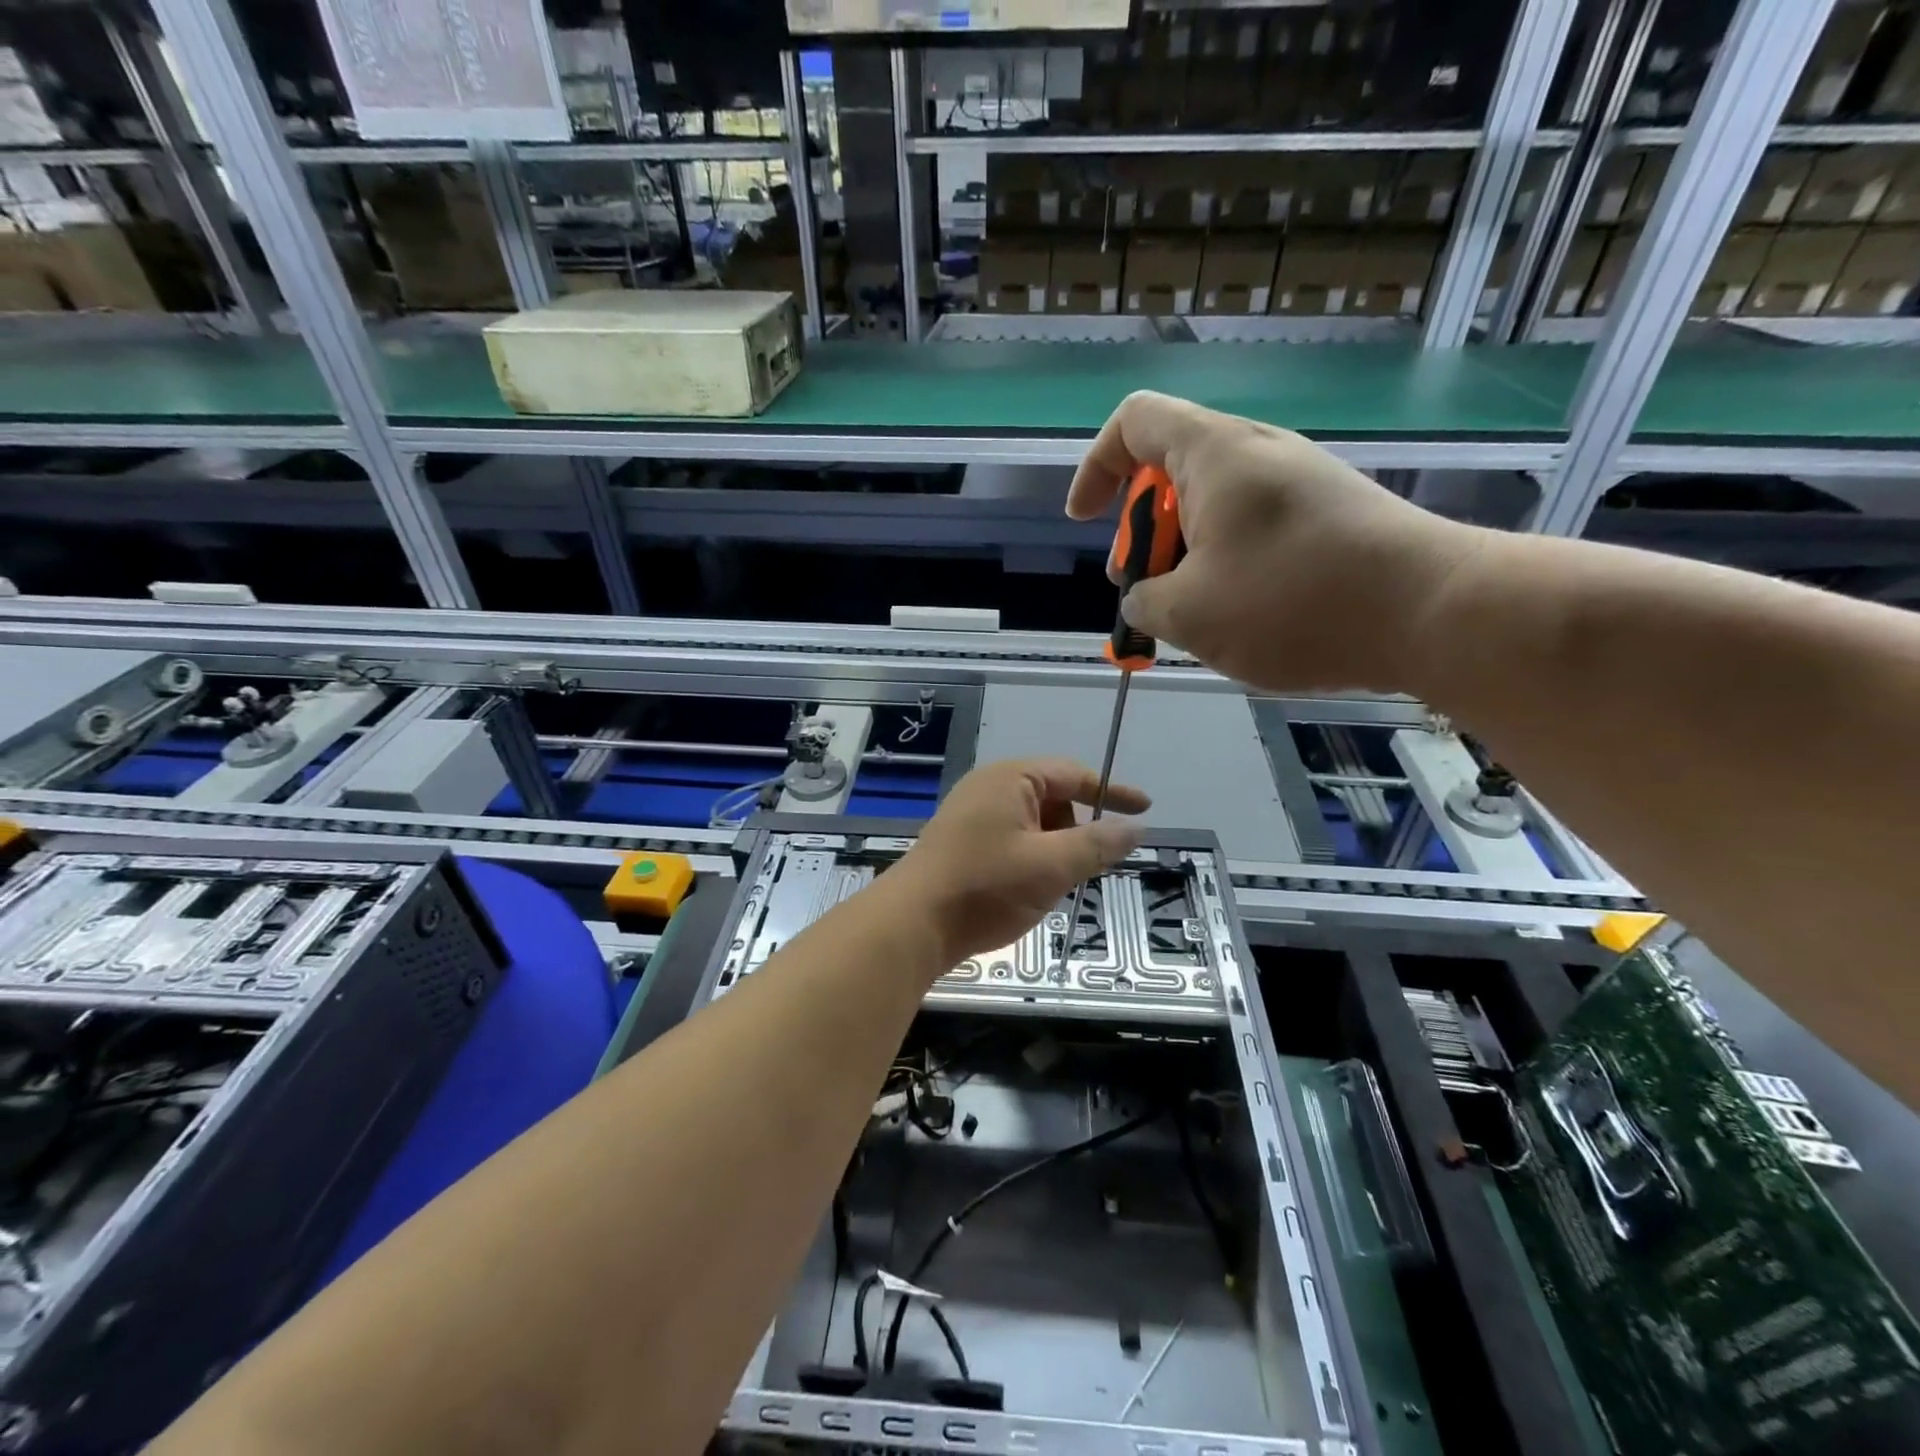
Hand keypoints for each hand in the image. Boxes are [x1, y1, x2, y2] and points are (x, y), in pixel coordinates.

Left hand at [890, 758, 1148, 965]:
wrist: (912, 924)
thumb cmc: (985, 886)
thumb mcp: (1051, 866)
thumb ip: (1097, 845)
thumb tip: (1135, 828)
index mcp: (1011, 778)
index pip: (1074, 775)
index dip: (1113, 792)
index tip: (1145, 809)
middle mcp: (988, 787)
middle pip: (1053, 799)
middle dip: (1077, 830)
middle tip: (1085, 867)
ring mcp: (970, 815)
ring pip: (1032, 824)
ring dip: (1053, 849)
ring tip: (1051, 886)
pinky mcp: (960, 843)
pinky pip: (1010, 840)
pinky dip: (1030, 859)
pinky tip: (1025, 891)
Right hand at [1066, 390, 1485, 693]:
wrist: (1433, 612)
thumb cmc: (1292, 602)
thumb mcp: (1189, 614)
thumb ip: (1143, 601)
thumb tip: (1144, 596)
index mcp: (1213, 454)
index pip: (1134, 421)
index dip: (1096, 466)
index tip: (1086, 521)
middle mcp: (1258, 452)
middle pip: (1172, 471)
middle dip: (1144, 533)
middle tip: (1146, 590)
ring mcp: (1301, 482)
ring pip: (1214, 508)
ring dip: (1186, 558)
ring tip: (1195, 616)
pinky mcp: (1331, 514)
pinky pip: (1255, 528)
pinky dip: (1229, 566)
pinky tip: (1243, 617)